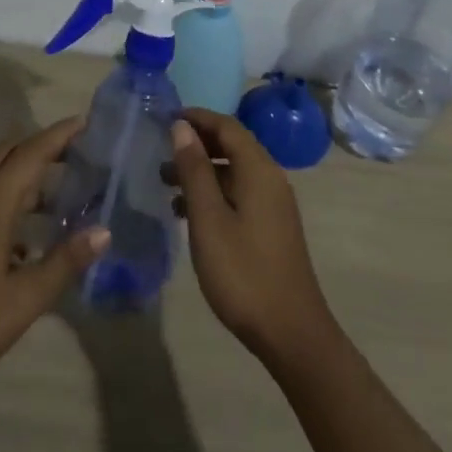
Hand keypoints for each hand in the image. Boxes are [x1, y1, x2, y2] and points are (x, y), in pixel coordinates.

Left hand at [0, 117, 108, 396]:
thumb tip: (104, 231)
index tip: (85, 123)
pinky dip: (11, 202)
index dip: (58, 135)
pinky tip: (30, 239)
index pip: (30, 153)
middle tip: (77, 153)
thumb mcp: (24, 299)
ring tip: (64, 194)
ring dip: (27, 177)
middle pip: (9, 155)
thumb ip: (64, 262)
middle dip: (42, 147)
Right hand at [169, 108, 336, 366]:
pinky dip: (213, 192)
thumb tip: (182, 127)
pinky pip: (239, 193)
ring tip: (165, 183)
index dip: (196, 118)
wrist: (291, 333)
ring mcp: (274, 204)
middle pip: (232, 145)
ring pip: (234, 171)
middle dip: (196, 144)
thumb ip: (195, 170)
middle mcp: (270, 179)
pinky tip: (187, 213)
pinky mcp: (271, 226)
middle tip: (160, 151)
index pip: (227, 126)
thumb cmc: (243, 273)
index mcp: (259, 170)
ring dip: (202, 170)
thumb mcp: (209, 219)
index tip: (164, 118)